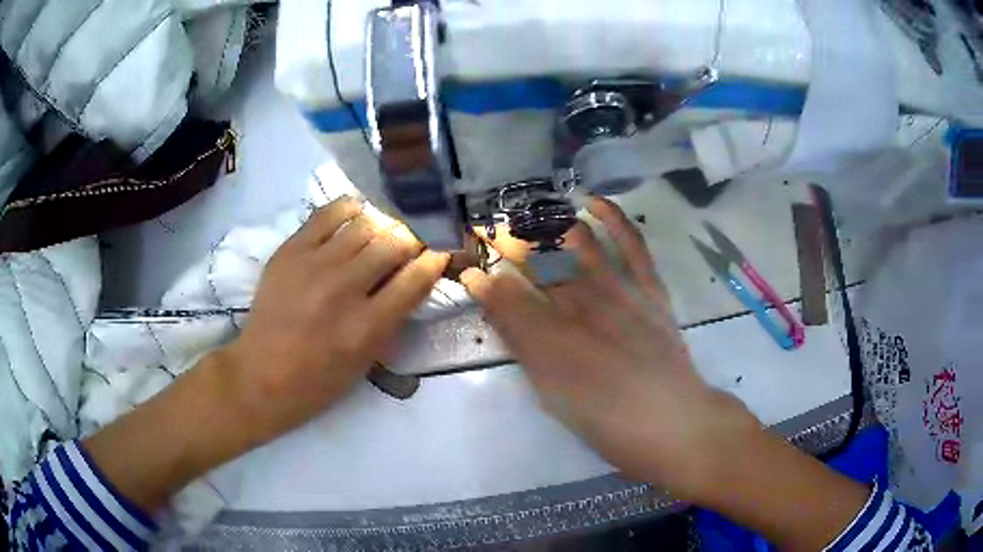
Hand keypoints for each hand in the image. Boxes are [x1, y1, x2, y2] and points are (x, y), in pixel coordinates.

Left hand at [226, 196, 448, 440]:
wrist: (261, 375)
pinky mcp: (291, 250)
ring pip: (366, 223)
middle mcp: (345, 288)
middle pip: (395, 242)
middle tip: (412, 243)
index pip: (417, 277)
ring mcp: (315, 265)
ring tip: (383, 231)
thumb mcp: (366, 362)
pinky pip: (328, 214)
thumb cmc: (318, 381)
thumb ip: (393, 320)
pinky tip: (356, 215)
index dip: (436, 258)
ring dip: (384, 226)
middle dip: (413, 239)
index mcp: (368, 326)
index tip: (440, 252)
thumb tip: (412, 279)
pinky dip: (350, 210)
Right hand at [461, 198, 758, 500]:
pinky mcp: (648, 285)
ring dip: (546, 221)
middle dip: (504, 241)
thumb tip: (493, 306)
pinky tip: (590, 202)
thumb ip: (519, 342)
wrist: (667, 420)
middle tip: (489, 232)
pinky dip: (611, 216)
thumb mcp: (547, 389)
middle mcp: (576, 300)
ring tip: (527, 212)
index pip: (501, 291)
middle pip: (533, 258)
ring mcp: (616, 288)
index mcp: (545, 333)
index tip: (469, 269)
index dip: (480, 276)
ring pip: (574, 239)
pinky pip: (630, 242)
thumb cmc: (601, 417)